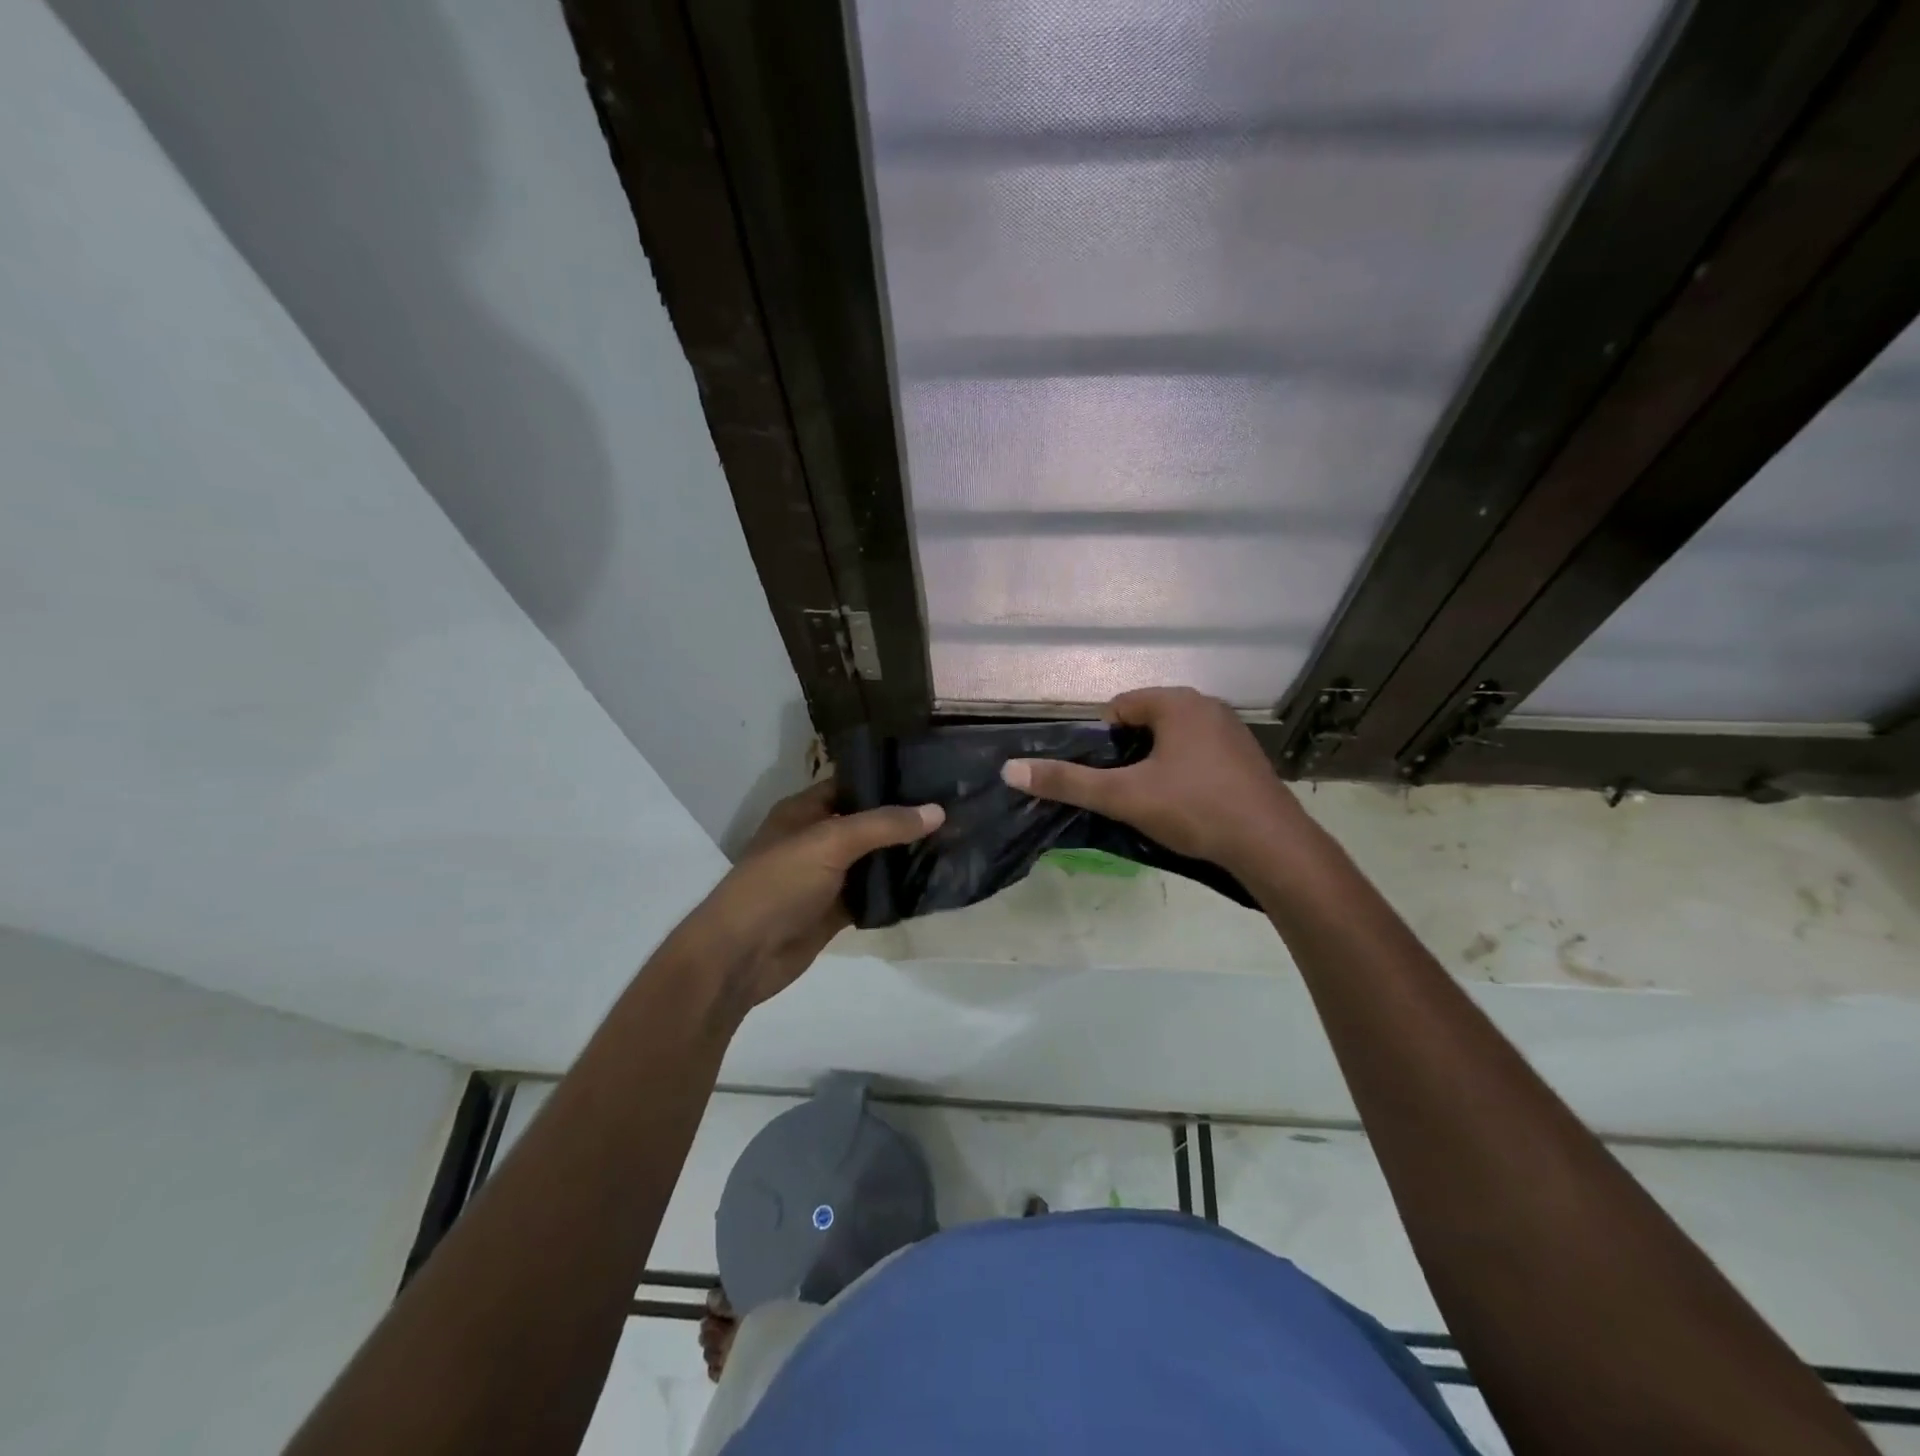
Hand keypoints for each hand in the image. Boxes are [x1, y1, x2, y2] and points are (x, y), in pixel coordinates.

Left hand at [685, 781, 941, 1011]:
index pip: (852, 785)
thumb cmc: (778, 884)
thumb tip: (937, 811)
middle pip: (866, 823)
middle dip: (903, 820)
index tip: (932, 776)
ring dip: (903, 856)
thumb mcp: (830, 842)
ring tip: (952, 842)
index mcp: (804, 811)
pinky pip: (871, 895)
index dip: (887, 780)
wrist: (742, 955)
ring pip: (872, 860)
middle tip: (953, 810)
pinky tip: (930, 882)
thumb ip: (883, 825)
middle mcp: (815, 839)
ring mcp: (825, 877)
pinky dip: (895, 891)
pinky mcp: (834, 911)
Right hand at [999, 687, 1301, 875]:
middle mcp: (1207, 706)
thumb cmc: (1194, 809)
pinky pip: (1200, 755)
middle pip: (1146, 723)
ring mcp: (1232, 731)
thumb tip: (1010, 770)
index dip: (1101, 742)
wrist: (1271, 846)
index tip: (1105, 777)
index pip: (1118, 708)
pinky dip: (1185, 773)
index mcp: (1177, 702)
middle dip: (1129, 754)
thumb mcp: (1123, 796)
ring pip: (1173, 741)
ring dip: (1156, 765)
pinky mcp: (1247, 758)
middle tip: (1125, 792)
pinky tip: (1188, 806)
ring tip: (1153, 803)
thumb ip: (1068, 782)